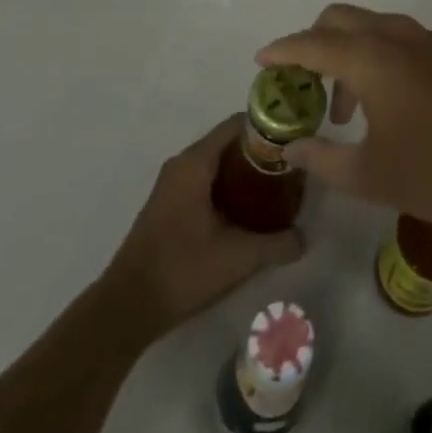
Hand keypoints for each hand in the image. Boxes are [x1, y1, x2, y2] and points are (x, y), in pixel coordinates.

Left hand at [103, 115, 304, 339]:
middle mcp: (182, 164)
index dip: (268, 128)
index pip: (237, 125)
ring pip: (217, 164)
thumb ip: (276, 244)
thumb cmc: (181, 270)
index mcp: (195, 162)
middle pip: (229, 143)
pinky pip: (206, 181)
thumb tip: (304, 237)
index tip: (294, 142)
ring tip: (277, 190)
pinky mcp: (170, 205)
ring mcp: (173, 185)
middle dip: (261, 153)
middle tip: (292, 170)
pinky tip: (250, 213)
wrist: (127, 307)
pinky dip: (230, 188)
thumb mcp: (237, 258)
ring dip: (245, 173)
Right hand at [256, 5, 431, 243]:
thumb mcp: (370, 176)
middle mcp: (395, 36)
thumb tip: (290, 150)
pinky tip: (383, 106)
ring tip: (343, 110)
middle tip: (301, 83)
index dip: (281, 51)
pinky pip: (396, 40)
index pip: (311, 43)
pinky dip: (374, 57)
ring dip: (346, 53)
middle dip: (312, 43)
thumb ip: (321, 160)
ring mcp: (427, 41)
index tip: (260, 61)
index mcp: (370, 57)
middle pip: (338, 19)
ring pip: (370, 27)